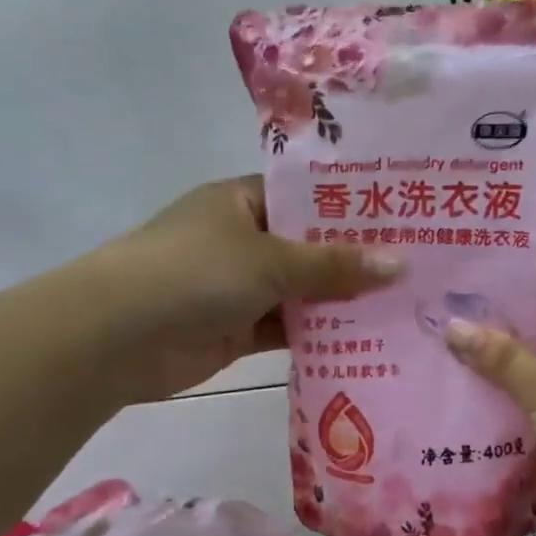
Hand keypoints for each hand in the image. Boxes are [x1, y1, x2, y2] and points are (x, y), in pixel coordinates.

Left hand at [89, 177, 401, 404]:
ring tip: (408, 303)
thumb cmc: (193, 272)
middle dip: (356, 259)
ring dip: (343, 301)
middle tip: (420, 264)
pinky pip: (289, 328)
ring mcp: (240, 287)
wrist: (115, 337)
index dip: (352, 206)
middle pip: (310, 246)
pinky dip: (320, 335)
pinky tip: (369, 340)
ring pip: (303, 290)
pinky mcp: (239, 329)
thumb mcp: (269, 260)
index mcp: (243, 201)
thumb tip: (400, 264)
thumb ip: (334, 264)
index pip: (307, 196)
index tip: (404, 215)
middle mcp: (243, 239)